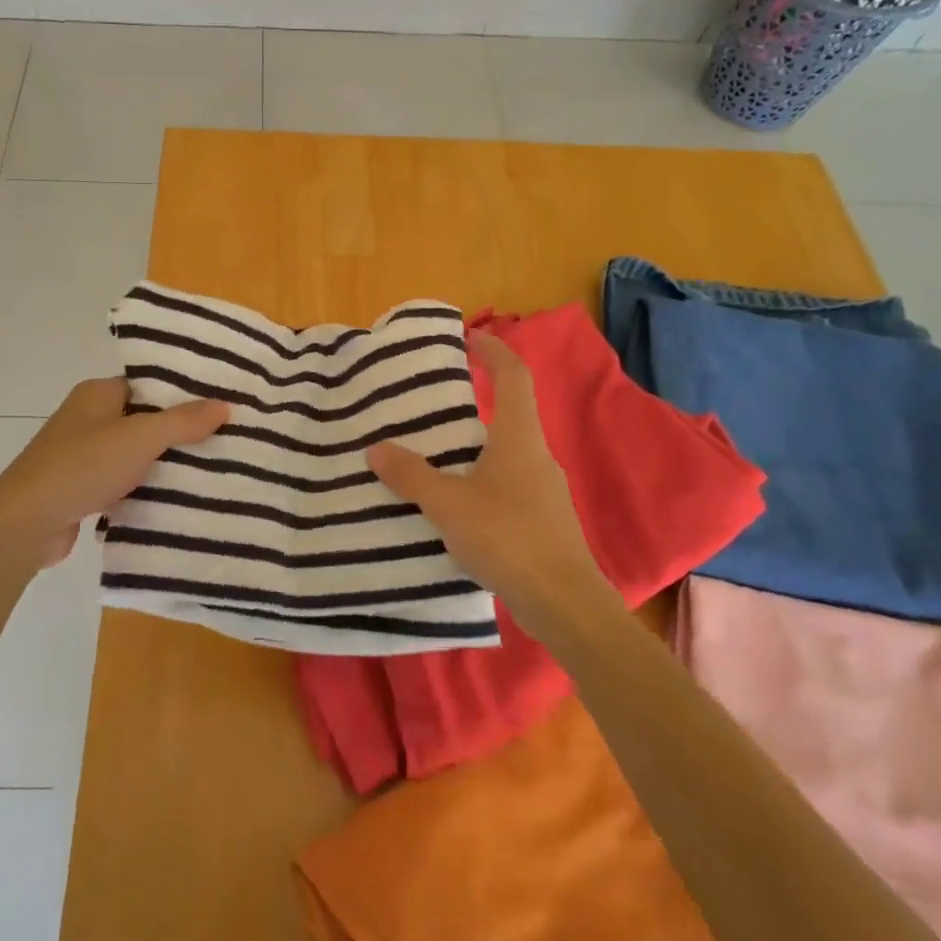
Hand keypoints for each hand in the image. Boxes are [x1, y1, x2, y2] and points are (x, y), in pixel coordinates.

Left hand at [0, 378, 228, 576]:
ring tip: (211, 467)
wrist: (26, 522)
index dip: (181, 392)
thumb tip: (224, 404)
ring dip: (163, 462)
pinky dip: (144, 487)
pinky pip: (123, 480)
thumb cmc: (83, 466)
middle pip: (143, 418)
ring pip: (134, 452)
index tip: (219, 403)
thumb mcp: (140, 437)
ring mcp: (82, 454)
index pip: (147, 384)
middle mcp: (88, 418)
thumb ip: (183, 421)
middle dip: (178, 430)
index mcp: (97, 393)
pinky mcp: (81, 488)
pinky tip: (175, 497)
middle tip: (224, 437)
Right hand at [367, 331, 607, 625]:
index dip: (494, 350)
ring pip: (507, 451)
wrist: (564, 602)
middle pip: (510, 411)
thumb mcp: (448, 505)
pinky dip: (482, 477)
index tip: (470, 337)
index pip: (513, 375)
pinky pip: (508, 482)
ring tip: (436, 453)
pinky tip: (457, 503)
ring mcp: (544, 489)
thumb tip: (376, 448)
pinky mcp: (543, 519)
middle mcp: (536, 455)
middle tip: (435, 401)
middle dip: (478, 398)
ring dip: (476, 443)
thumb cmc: (508, 538)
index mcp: (518, 438)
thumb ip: (411, 476)